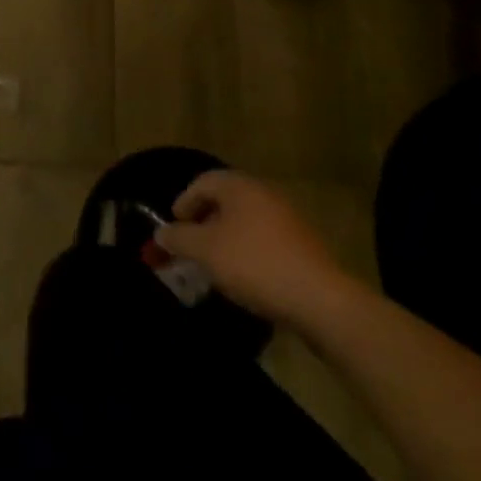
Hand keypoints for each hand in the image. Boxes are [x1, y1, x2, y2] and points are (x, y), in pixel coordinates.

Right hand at [157, 170, 347, 324]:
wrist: (318, 298)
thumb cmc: (255, 264)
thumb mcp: (206, 251)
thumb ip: (179, 238)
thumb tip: (161, 233)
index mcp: (239, 186)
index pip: (202, 181)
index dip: (183, 202)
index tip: (174, 227)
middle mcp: (263, 192)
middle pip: (224, 199)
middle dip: (203, 220)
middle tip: (191, 244)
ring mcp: (286, 217)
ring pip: (244, 219)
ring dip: (225, 236)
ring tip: (215, 263)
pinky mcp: (301, 243)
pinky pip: (263, 237)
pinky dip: (247, 249)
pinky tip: (244, 274)